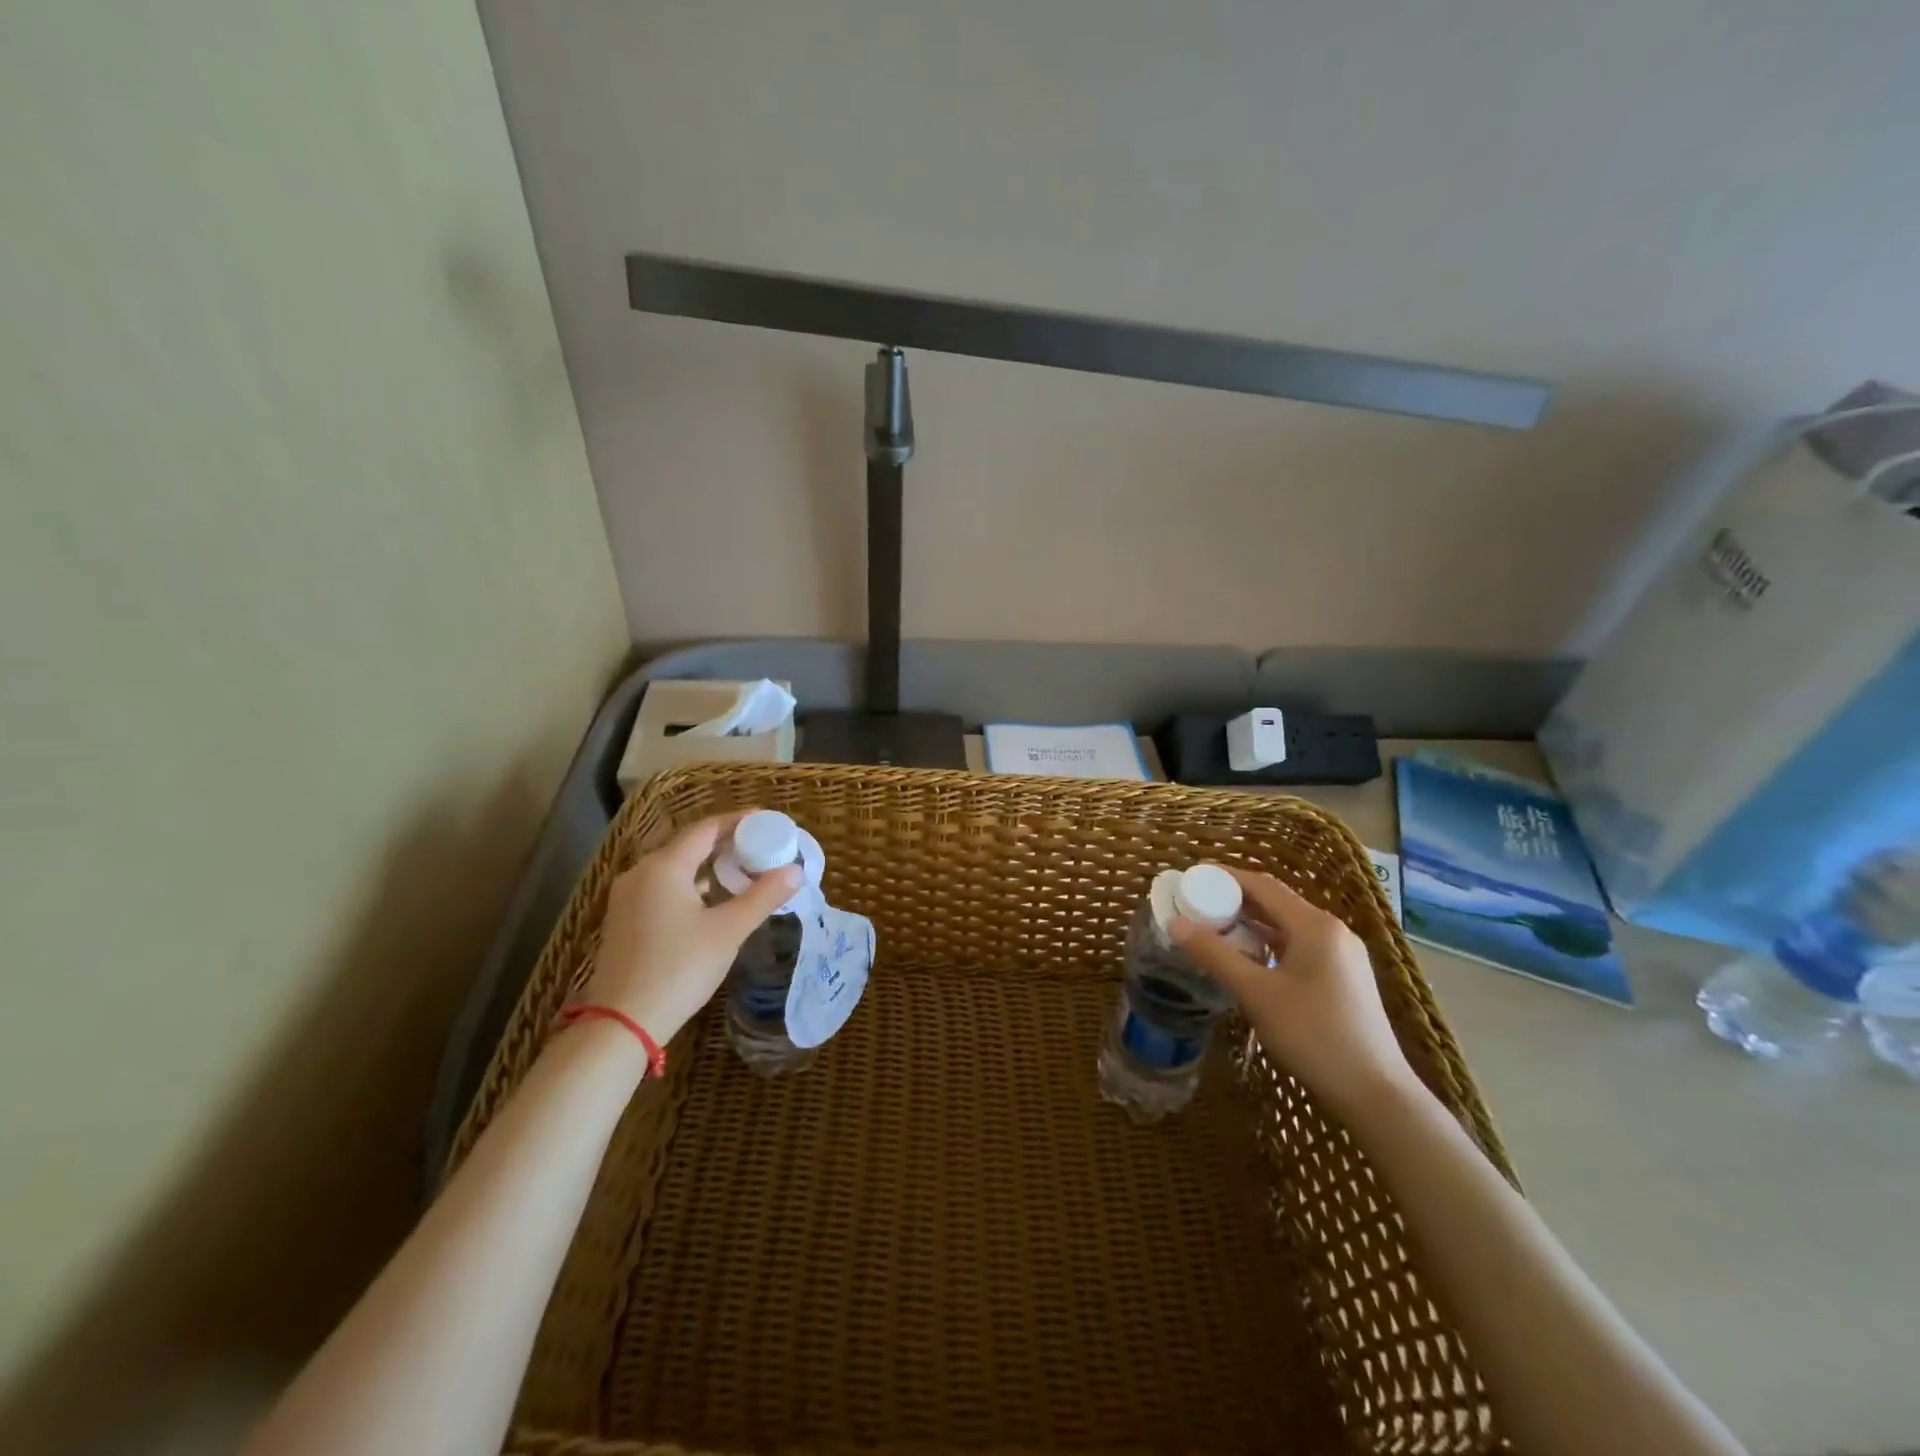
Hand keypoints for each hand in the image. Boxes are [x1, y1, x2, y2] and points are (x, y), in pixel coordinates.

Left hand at [580, 812, 801, 1042]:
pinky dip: (690, 885)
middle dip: (725, 842)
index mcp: (664, 866)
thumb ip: (763, 896)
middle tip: (760, 846)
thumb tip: (795, 871)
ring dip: (707, 865)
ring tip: (741, 871)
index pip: (706, 829)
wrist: (622, 1023)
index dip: (738, 821)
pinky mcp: (624, 920)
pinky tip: (710, 900)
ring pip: (674, 867)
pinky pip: (662, 887)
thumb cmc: (679, 968)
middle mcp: (640, 873)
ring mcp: (627, 897)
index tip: (767, 820)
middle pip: (688, 845)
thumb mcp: (729, 931)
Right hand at [1170, 866, 1422, 1120]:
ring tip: (1214, 932)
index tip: (1191, 879)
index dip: (1224, 878)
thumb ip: (1214, 954)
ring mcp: (1342, 955)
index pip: (1262, 885)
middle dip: (1234, 901)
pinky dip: (1269, 945)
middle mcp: (1332, 931)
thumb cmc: (1313, 1035)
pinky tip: (1248, 961)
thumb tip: (1175, 923)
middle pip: (1275, 903)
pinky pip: (1299, 946)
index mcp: (1314, 925)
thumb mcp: (1256, 994)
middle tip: (1196, 907)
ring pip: (1287, 927)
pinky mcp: (1344, 977)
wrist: (1375, 1093)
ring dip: (1251, 925)